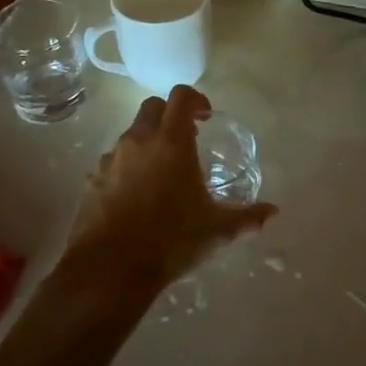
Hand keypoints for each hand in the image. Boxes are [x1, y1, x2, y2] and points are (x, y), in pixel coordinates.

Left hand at [66, 85, 276, 298]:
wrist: (111, 269)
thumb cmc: (170, 240)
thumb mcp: (217, 231)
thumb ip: (247, 217)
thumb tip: (273, 212)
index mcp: (171, 142)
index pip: (181, 96)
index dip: (196, 98)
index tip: (206, 116)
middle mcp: (139, 141)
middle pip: (152, 107)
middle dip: (169, 115)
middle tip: (186, 139)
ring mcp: (111, 159)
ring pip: (130, 134)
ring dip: (147, 142)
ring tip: (161, 173)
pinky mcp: (92, 180)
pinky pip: (113, 162)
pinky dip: (126, 168)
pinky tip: (136, 196)